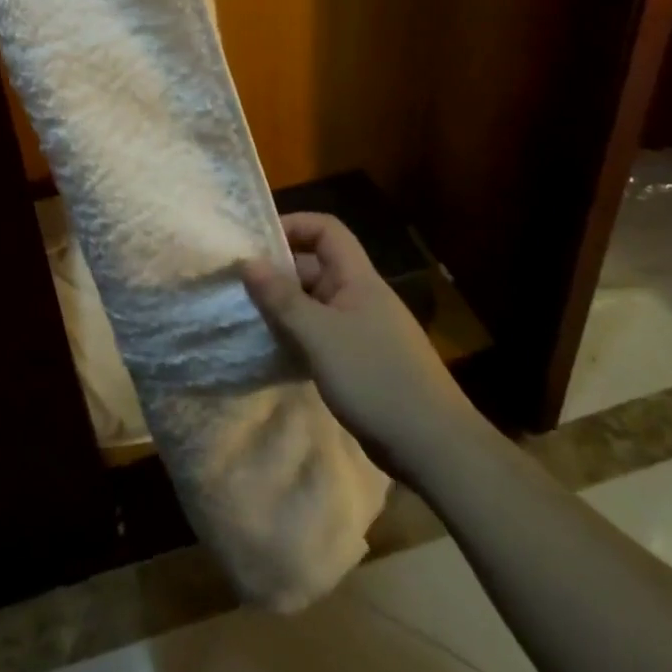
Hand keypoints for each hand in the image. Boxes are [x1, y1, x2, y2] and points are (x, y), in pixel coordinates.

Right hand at [242, 213, 478, 474]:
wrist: (432, 446)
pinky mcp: (360, 361)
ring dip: (284, 308)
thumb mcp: (319, 336)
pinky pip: (320, 335)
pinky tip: (273, 353)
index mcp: (358, 278)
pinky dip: (297, 337)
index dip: (293, 225)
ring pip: (315, 304)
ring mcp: (362, 330)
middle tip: (239, 287)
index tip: (256, 243)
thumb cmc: (375, 378)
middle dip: (279, 273)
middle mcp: (360, 296)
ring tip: (247, 319)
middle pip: (316, 267)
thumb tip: (247, 261)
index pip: (326, 230)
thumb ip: (282, 298)